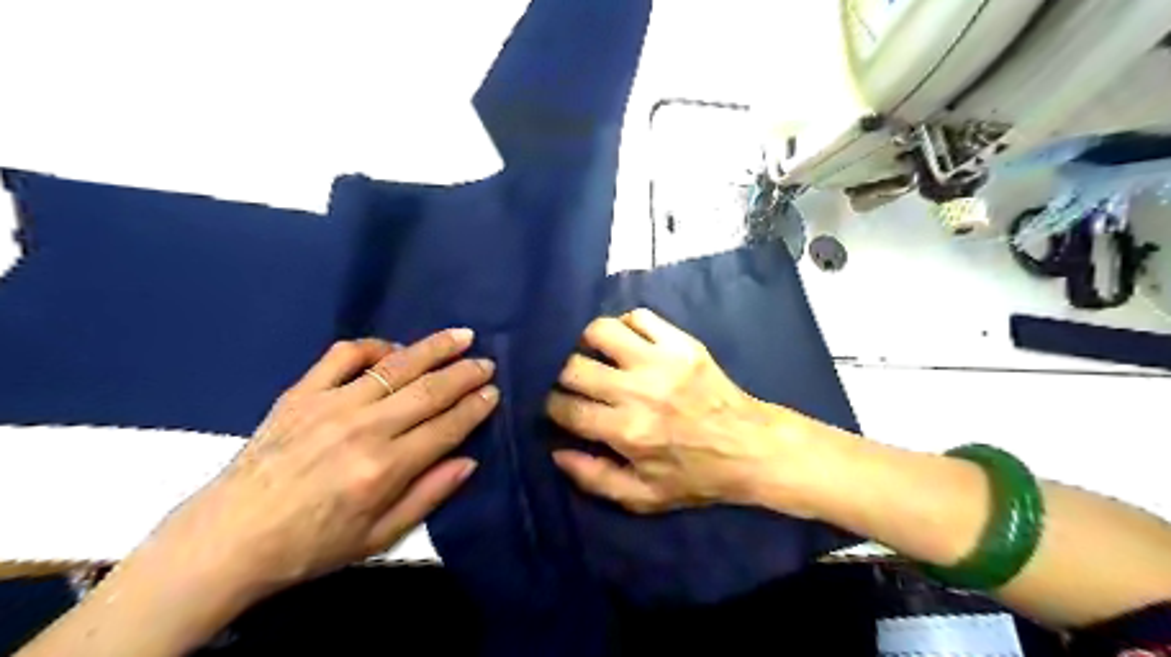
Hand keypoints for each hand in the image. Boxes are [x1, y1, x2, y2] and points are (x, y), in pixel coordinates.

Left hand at [144, 328, 496, 599]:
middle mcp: (364, 428)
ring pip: (396, 365)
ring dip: (434, 348)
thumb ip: (428, 496)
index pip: (447, 426)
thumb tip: (469, 461)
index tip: (493, 393)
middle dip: (465, 373)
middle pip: (430, 389)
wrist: (228, 539)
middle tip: (487, 363)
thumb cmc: (310, 545)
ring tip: (461, 335)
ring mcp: (331, 404)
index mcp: (385, 468)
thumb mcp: (379, 537)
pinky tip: (391, 350)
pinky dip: (373, 346)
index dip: (476, 407)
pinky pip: (343, 355)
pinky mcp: (302, 393)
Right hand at [546, 311, 815, 514]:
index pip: (566, 408)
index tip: (559, 407)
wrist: (751, 447)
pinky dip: (627, 325)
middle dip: (565, 376)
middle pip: (574, 367)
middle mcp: (638, 391)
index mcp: (627, 432)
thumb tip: (557, 452)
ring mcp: (661, 361)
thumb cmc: (696, 476)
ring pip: (602, 331)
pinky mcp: (682, 344)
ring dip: (590, 343)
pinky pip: (640, 316)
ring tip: (598, 356)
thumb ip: (594, 479)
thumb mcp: (644, 497)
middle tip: (576, 384)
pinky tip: (629, 343)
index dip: (553, 406)